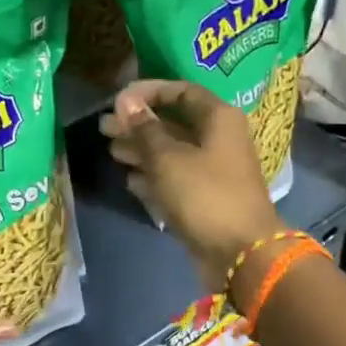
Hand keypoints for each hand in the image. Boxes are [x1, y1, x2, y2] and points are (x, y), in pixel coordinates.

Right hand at [100, 79, 284, 290]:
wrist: (241, 253)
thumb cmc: (205, 195)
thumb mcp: (168, 158)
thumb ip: (145, 129)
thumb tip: (126, 101)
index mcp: (218, 119)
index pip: (182, 92)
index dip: (148, 92)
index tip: (118, 101)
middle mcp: (219, 141)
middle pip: (174, 124)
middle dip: (139, 125)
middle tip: (104, 128)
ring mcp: (213, 173)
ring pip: (173, 154)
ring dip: (142, 152)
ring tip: (111, 152)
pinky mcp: (205, 201)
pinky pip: (176, 181)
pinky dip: (154, 179)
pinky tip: (130, 181)